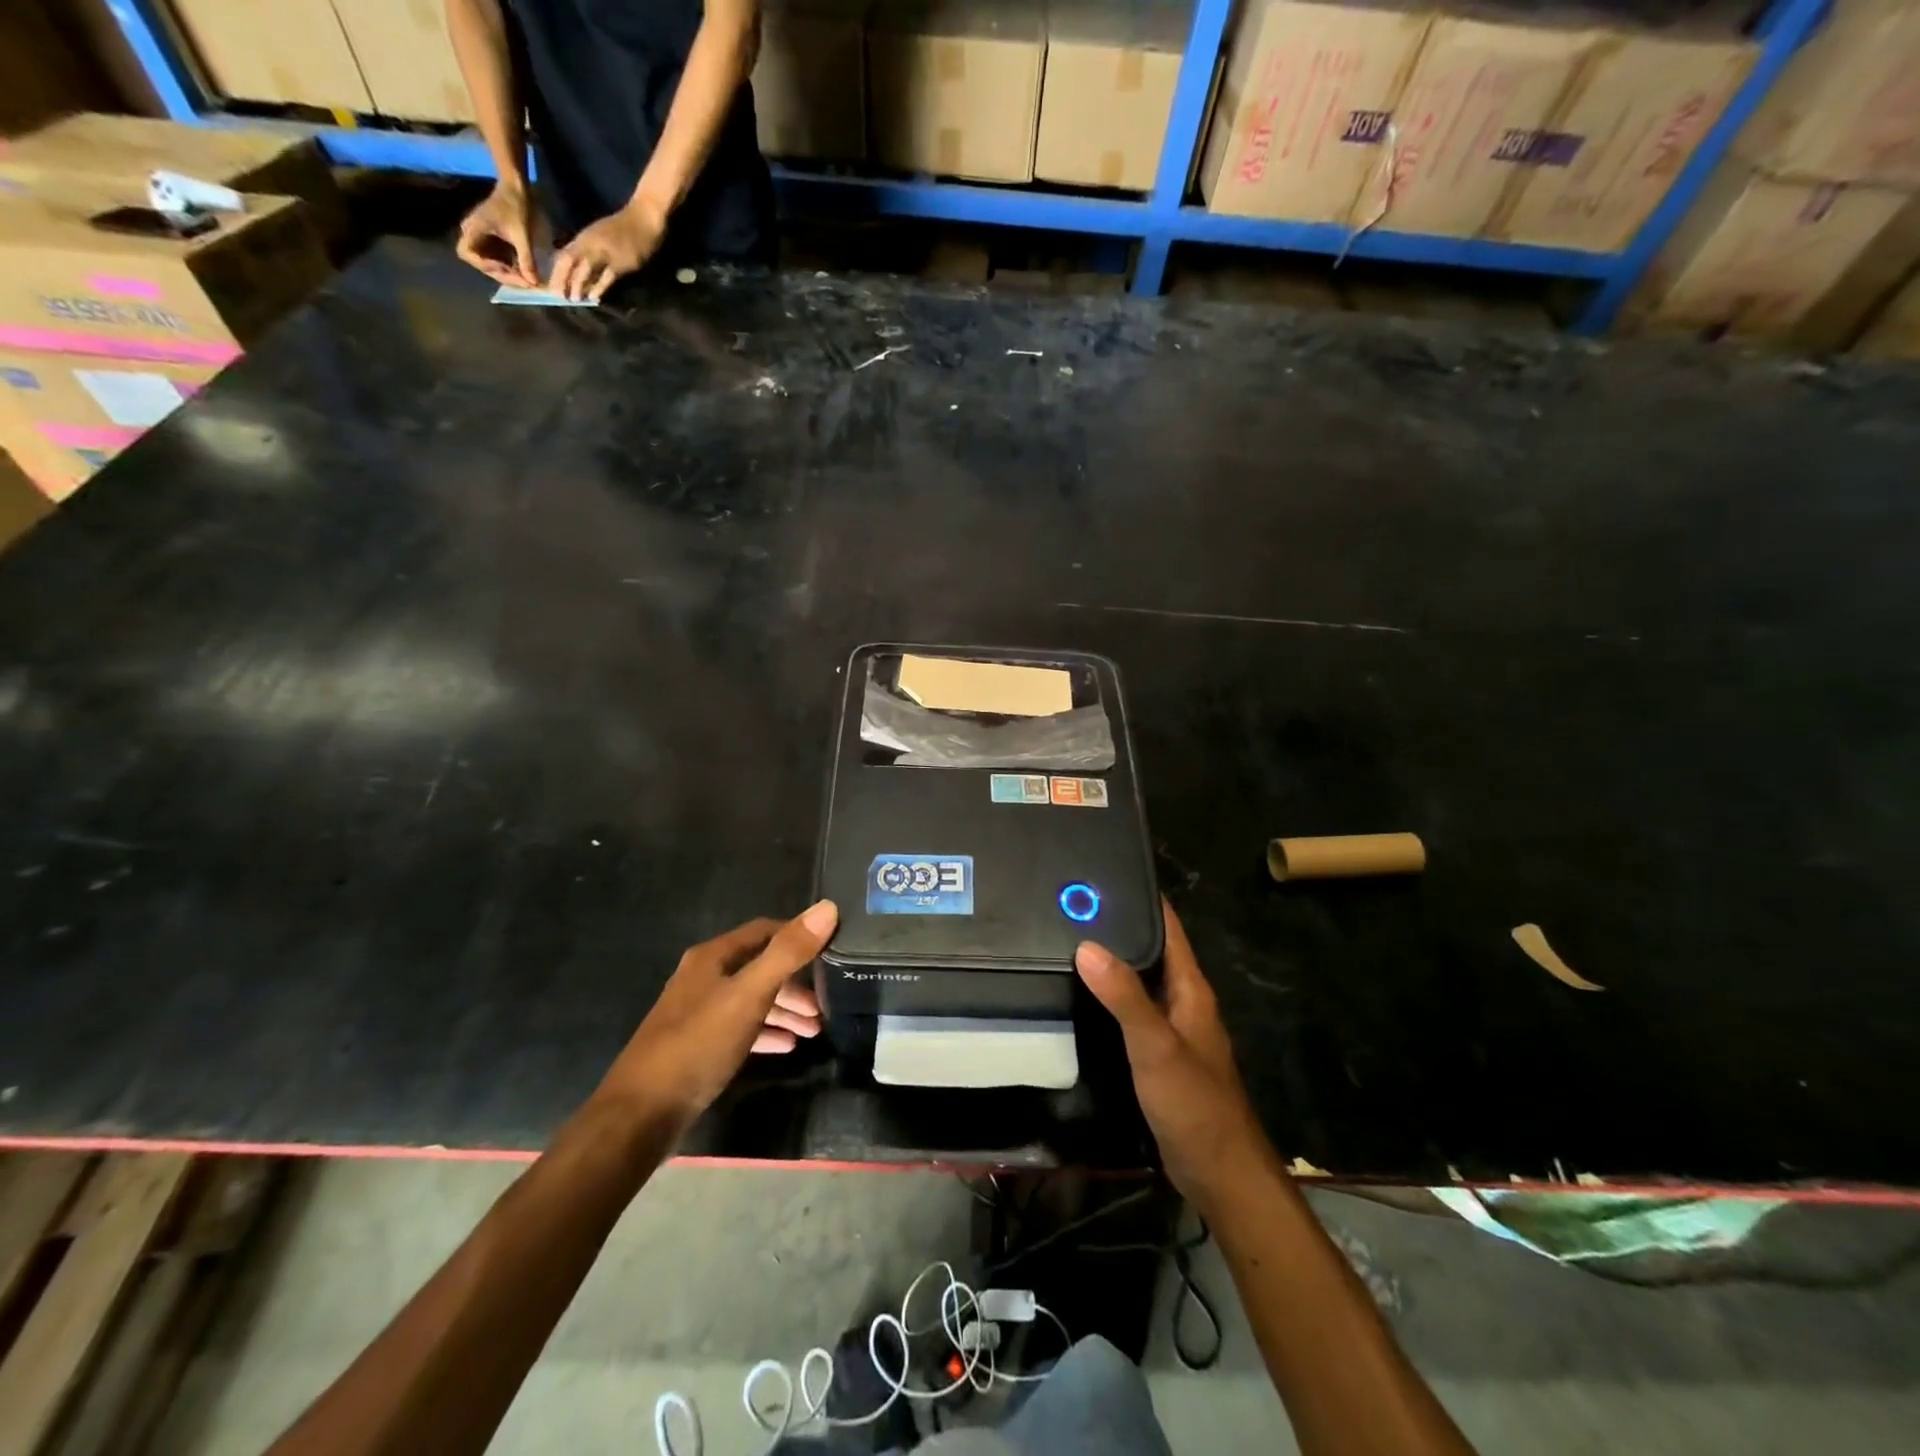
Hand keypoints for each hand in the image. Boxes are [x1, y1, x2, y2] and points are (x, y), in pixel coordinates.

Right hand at [456, 180, 537, 287]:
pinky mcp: (492, 240)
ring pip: (491, 263)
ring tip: (526, 280)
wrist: (517, 189)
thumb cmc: (516, 207)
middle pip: (481, 263)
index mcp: (473, 228)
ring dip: (508, 274)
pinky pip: (498, 259)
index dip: (486, 266)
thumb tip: (533, 283)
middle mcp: (473, 234)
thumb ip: (526, 259)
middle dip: (503, 275)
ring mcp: (482, 237)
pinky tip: (525, 272)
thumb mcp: (522, 235)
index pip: (467, 253)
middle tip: (524, 283)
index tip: (506, 271)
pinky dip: (511, 268)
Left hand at [549, 198, 667, 301]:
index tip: (551, 287)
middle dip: (562, 279)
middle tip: (559, 296)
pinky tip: (594, 298)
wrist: (642, 220)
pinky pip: (606, 276)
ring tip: (574, 299)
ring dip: (578, 284)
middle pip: (570, 262)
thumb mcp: (599, 236)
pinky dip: (599, 287)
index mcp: (584, 238)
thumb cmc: (622, 228)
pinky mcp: (620, 262)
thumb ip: (588, 250)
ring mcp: (605, 252)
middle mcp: (590, 244)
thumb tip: (577, 271)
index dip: (556, 272)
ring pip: (585, 269)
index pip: (563, 255)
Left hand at [596, 901, 836, 1138]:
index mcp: (712, 958)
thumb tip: (828, 907)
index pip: (764, 931)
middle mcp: (703, 978)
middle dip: (795, 983)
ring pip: (751, 1000)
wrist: (641, 1114)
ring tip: (814, 1030)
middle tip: (825, 1004)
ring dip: (784, 1010)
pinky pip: (741, 1029)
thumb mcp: (749, 995)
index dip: (798, 936)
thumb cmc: (698, 1044)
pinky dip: (766, 1032)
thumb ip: (788, 953)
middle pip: (759, 968)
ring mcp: (698, 1013)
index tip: (831, 950)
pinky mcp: (697, 1046)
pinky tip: (787, 1046)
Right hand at [1076, 903, 1271, 1205]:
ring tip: (1066, 939)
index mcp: (1190, 989)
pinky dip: (1109, 996)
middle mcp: (1182, 1000)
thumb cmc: (1195, 1104)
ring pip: (1138, 981)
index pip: (1167, 927)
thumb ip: (1124, 996)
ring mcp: (1171, 1028)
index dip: (1142, 897)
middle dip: (1117, 925)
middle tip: (1070, 903)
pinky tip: (1080, 995)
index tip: (1105, 872)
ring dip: (1111, 961)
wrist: (1220, 1174)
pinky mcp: (1158, 1054)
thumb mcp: (1156, 1046)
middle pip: (1150, 950)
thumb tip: (1087, 944)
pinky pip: (1131, 1011)